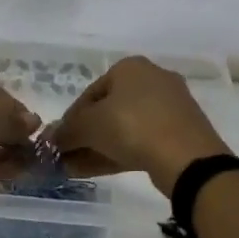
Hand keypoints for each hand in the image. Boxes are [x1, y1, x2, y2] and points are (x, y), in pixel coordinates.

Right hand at [49, 56, 229, 194]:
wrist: (187, 157)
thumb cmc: (132, 127)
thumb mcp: (89, 126)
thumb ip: (67, 131)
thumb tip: (51, 138)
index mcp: (130, 67)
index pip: (89, 93)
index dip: (70, 119)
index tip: (59, 141)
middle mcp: (152, 79)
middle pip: (107, 110)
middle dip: (84, 135)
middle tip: (67, 156)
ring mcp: (169, 107)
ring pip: (124, 127)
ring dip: (97, 147)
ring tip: (75, 169)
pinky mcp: (178, 132)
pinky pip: (141, 140)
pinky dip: (118, 152)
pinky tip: (96, 170)